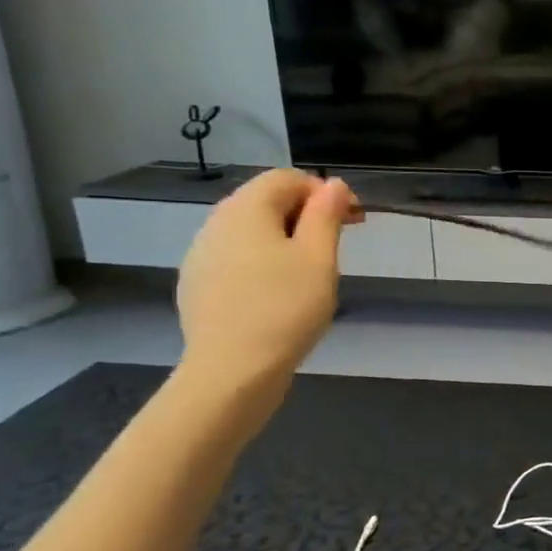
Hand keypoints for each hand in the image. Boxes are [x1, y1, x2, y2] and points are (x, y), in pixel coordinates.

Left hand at [177, 170, 362, 386]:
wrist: (231, 371)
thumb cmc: (285, 308)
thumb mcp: (319, 258)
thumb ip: (326, 215)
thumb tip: (333, 185)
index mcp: (246, 208)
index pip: (289, 178)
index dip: (325, 192)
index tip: (353, 221)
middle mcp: (216, 222)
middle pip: (266, 201)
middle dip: (306, 215)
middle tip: (337, 246)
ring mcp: (201, 255)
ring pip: (251, 232)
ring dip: (285, 239)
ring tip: (311, 273)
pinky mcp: (197, 285)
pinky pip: (237, 259)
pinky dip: (263, 263)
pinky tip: (278, 294)